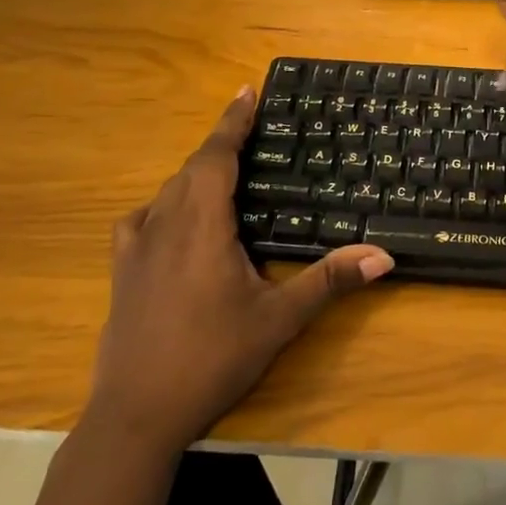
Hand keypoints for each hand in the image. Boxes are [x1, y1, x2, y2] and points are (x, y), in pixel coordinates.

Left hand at [89, 89, 392, 449]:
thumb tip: (384, 255)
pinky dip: (164, 204)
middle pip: (193, 167)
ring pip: (168, 190)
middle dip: (221, 141)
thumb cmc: (212, 359)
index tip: (247, 89)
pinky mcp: (121, 271)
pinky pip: (142, 218)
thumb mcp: (278, 320)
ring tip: (224, 168)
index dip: (233, 121)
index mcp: (202, 225)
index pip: (216, 156)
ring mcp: (136, 247)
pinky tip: (172, 219)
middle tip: (250, 126)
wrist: (136, 415)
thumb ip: (329, 281)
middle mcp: (166, 224)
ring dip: (196, 171)